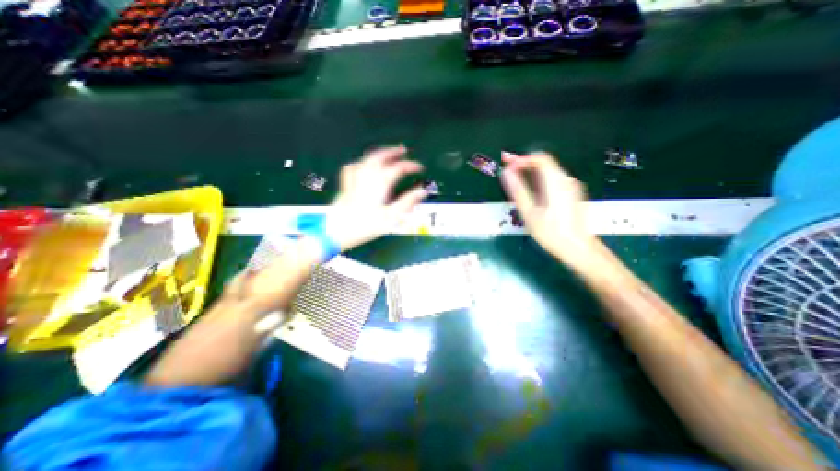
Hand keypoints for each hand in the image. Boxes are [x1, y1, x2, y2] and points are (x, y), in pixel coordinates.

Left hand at [327, 146, 428, 249]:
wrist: (338, 232)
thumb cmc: (365, 226)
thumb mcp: (391, 216)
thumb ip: (408, 202)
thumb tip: (423, 191)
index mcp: (379, 183)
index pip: (398, 168)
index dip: (411, 166)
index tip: (420, 168)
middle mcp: (366, 177)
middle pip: (380, 156)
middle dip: (393, 152)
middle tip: (403, 150)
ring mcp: (355, 180)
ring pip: (366, 159)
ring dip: (378, 154)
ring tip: (387, 153)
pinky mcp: (347, 185)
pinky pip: (353, 168)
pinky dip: (360, 163)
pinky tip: (363, 165)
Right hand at [498, 151, 596, 261]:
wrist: (577, 248)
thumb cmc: (551, 232)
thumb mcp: (529, 213)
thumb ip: (518, 190)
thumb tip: (506, 172)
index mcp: (556, 182)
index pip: (539, 158)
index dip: (521, 158)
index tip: (507, 164)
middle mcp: (566, 180)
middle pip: (544, 163)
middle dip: (524, 164)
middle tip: (507, 169)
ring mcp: (572, 186)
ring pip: (549, 171)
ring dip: (531, 172)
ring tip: (515, 180)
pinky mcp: (573, 193)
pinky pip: (554, 179)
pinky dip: (540, 179)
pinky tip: (531, 191)